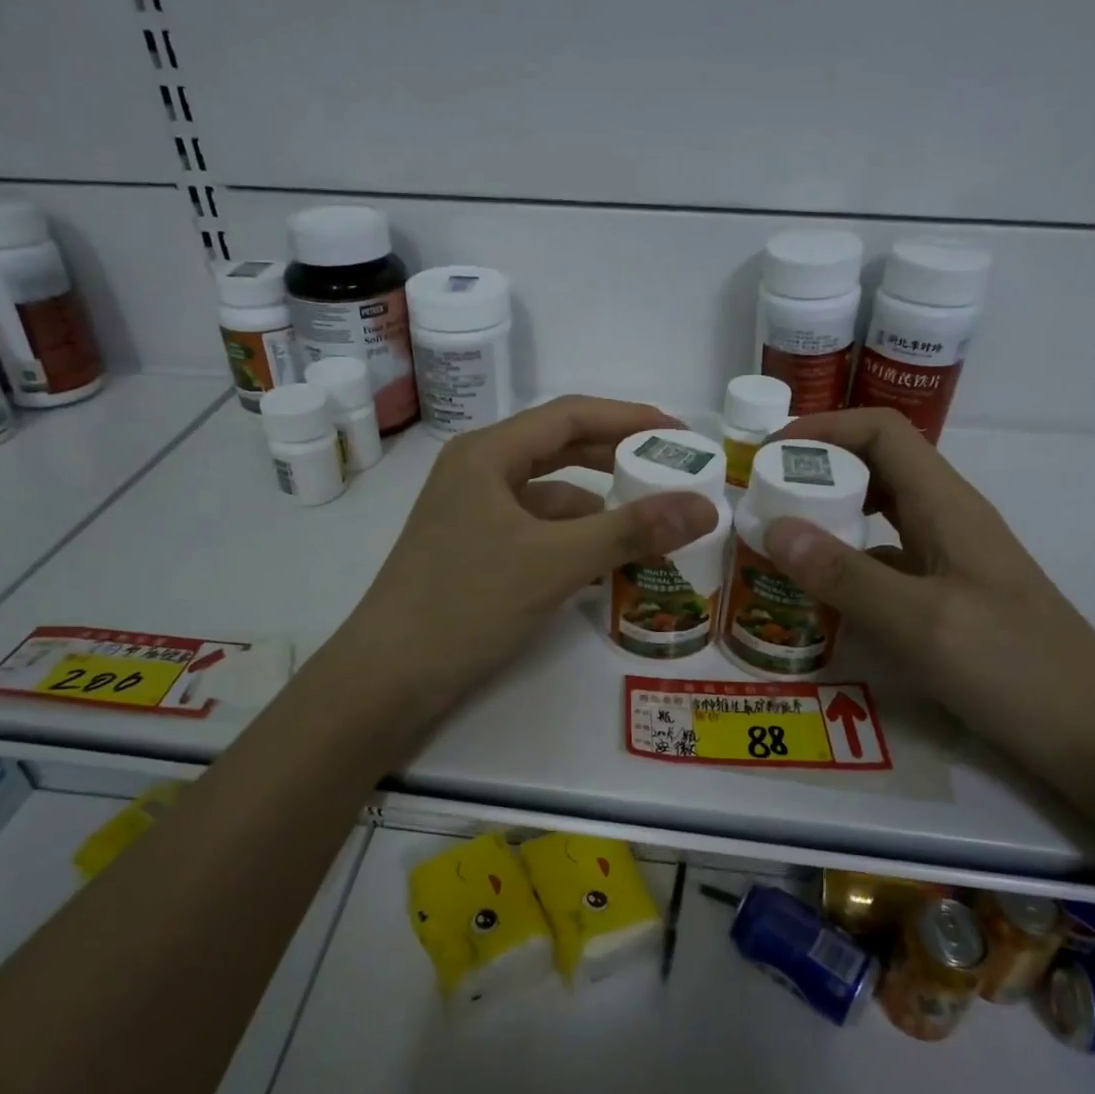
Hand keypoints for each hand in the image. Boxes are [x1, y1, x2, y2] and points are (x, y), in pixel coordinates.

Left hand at [330, 396, 718, 724]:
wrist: (388, 678)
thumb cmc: (466, 603)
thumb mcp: (555, 562)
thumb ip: (631, 530)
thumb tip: (706, 505)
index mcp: (487, 454)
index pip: (569, 415)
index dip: (628, 418)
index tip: (679, 432)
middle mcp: (477, 472)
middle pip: (559, 450)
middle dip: (616, 459)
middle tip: (671, 471)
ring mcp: (471, 514)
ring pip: (548, 496)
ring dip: (597, 507)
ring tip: (650, 522)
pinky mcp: (473, 551)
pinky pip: (535, 530)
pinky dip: (572, 540)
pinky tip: (605, 563)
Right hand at [762, 409, 1094, 774]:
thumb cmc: (1014, 668)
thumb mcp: (920, 621)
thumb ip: (844, 574)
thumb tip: (773, 527)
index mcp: (947, 505)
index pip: (882, 432)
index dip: (824, 429)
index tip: (769, 457)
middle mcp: (949, 520)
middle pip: (878, 466)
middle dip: (818, 471)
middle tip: (763, 499)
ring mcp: (950, 560)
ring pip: (881, 514)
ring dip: (830, 515)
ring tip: (780, 540)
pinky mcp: (948, 596)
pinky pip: (887, 560)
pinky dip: (847, 561)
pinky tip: (821, 593)